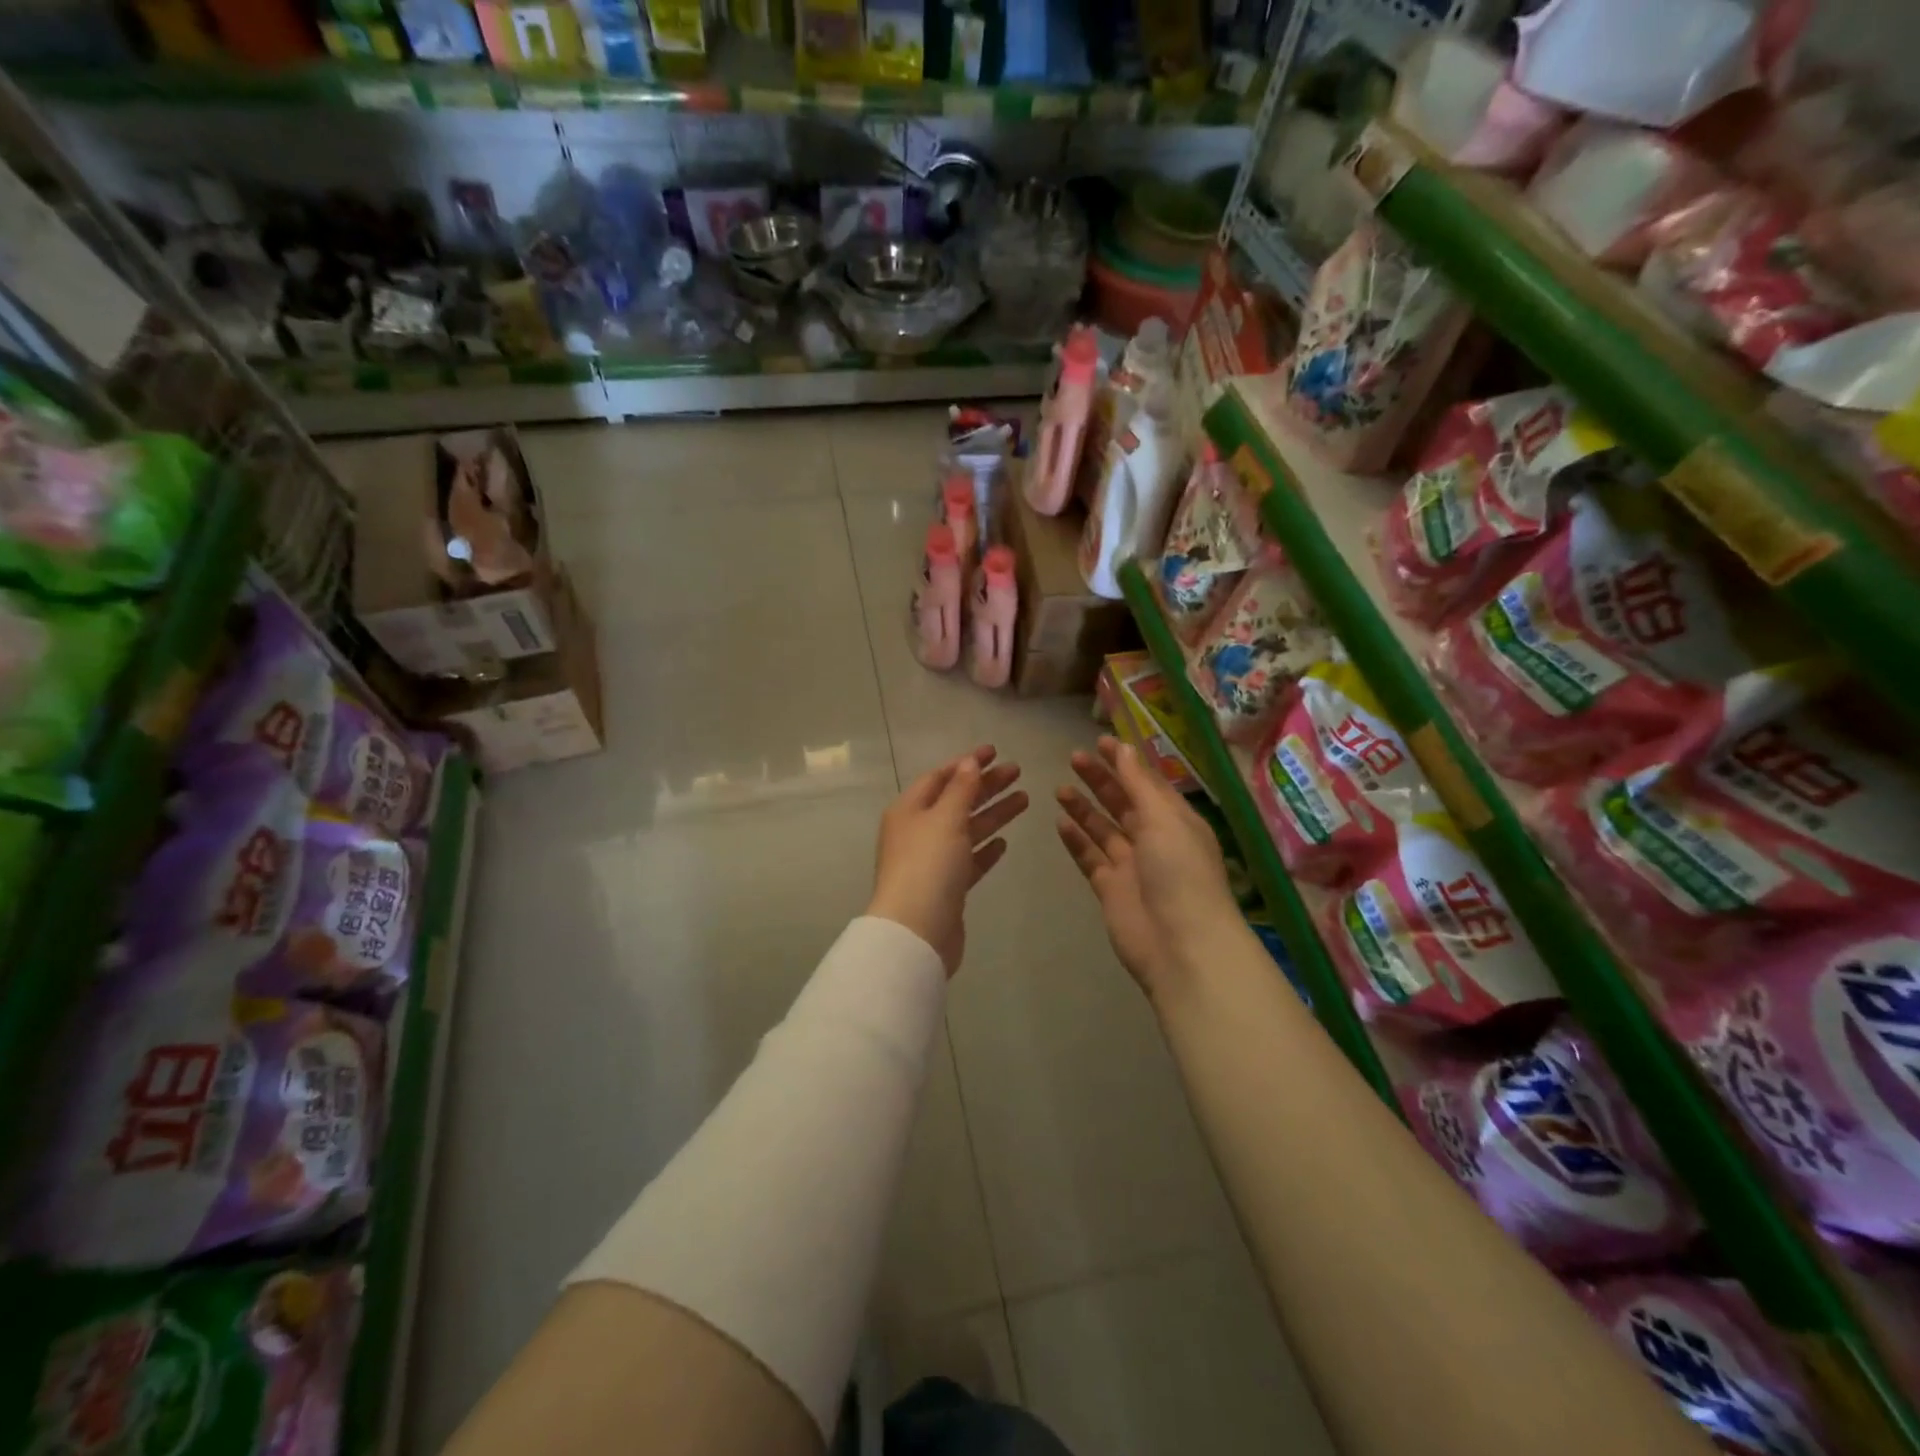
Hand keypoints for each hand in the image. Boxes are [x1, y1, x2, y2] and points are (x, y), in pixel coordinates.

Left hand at [870, 746, 1028, 975]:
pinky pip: (969, 860)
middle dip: (986, 785)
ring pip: (966, 830)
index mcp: (909, 810)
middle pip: (956, 801)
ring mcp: (932, 862)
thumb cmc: (928, 865)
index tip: (995, 751)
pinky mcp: (947, 888)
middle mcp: (918, 832)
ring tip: (1024, 799)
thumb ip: (961, 789)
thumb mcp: (946, 818)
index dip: (966, 763)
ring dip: (993, 814)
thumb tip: (969, 761)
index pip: (939, 777)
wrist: (917, 931)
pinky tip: (1004, 842)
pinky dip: (985, 849)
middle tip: (1018, 771)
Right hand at [1056, 737, 1238, 1000]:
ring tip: (1060, 788)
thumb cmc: (1180, 873)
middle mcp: (1154, 839)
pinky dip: (1076, 840)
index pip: (1147, 783)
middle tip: (1073, 759)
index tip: (1100, 741)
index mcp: (1175, 820)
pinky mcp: (1110, 888)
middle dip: (1101, 780)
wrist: (1180, 944)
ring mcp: (1131, 865)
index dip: (1125, 762)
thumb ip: (1139, 784)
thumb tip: (1124, 748)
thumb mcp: (1164, 819)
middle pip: (1123, 803)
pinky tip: (1060, 823)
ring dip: (1084, 808)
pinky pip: (1090, 857)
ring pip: (1103, 829)